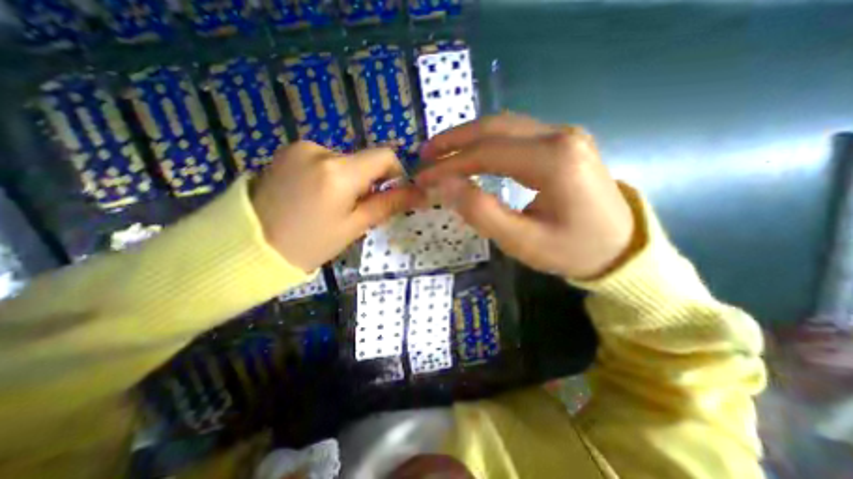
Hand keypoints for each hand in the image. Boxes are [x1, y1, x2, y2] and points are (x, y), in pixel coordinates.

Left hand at [250, 140, 421, 272]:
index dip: (396, 172)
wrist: (248, 247)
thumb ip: (387, 204)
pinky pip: (322, 160)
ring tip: (330, 206)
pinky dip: (329, 175)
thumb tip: (419, 193)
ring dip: (348, 180)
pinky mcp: (286, 152)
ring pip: (343, 161)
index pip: (384, 156)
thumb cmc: (309, 244)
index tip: (393, 193)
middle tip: (356, 210)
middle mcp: (319, 150)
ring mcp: (299, 148)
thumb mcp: (354, 227)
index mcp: (339, 171)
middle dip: (368, 182)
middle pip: (362, 160)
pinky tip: (314, 197)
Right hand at [418, 112, 634, 279]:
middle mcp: (560, 136)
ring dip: (468, 138)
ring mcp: (564, 135)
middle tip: (425, 154)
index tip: (423, 176)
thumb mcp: (522, 241)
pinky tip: (472, 154)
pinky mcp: (563, 143)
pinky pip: (516, 135)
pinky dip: (486, 143)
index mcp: (554, 160)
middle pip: (494, 128)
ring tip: (442, 152)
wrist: (620, 249)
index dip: (450, 164)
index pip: (487, 153)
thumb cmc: (572, 250)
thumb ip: (481, 211)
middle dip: (454, 140)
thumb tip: (445, 185)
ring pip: (504, 127)